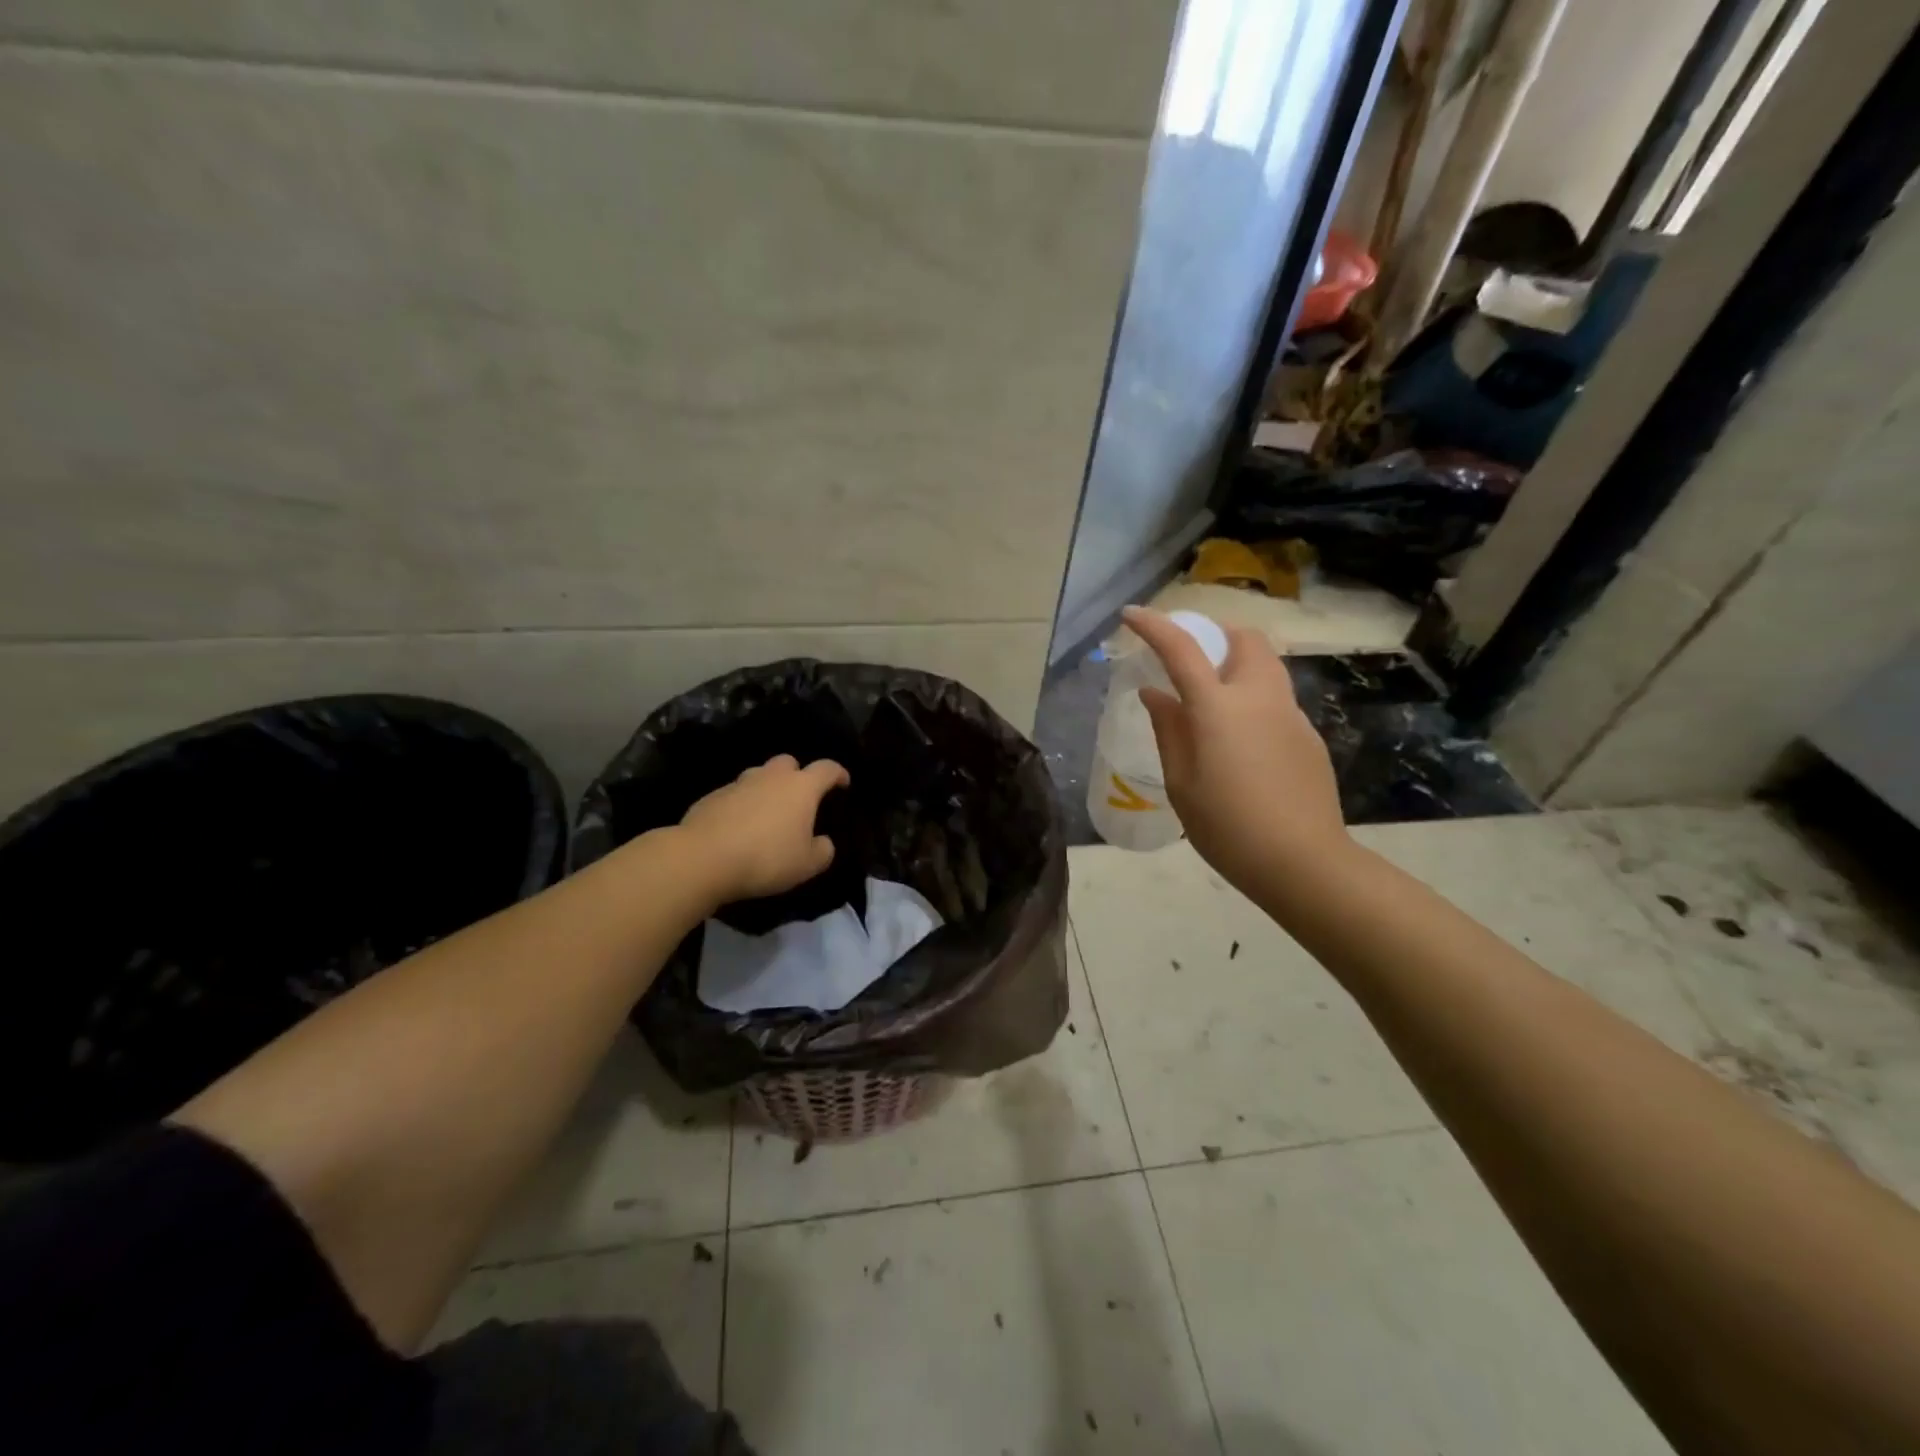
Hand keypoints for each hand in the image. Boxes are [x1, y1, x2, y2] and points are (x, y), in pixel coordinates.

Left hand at [678, 754, 849, 905]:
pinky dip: (741, 805)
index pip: (827, 769)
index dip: (838, 774)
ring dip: (766, 789)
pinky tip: (738, 828)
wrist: (703, 858)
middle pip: (789, 763)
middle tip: (799, 799)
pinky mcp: (712, 797)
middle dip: (797, 775)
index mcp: (801, 788)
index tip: (843, 783)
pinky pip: (734, 794)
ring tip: (767, 814)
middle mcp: (771, 777)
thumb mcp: (807, 865)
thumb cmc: (766, 858)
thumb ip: (823, 851)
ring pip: (758, 776)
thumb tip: (822, 842)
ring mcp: (738, 784)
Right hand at [1122, 606, 1347, 892]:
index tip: (1131, 616)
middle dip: (1216, 636)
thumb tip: (1156, 695)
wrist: (1303, 862)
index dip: (1154, 627)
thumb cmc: (1228, 827)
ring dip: (1238, 664)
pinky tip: (1242, 744)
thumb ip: (1169, 731)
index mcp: (1219, 708)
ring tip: (1214, 701)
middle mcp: (1260, 698)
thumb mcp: (1182, 783)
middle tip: (1190, 662)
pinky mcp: (1309, 737)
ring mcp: (1291, 715)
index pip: (1182, 649)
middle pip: (1245, 639)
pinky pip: (1277, 700)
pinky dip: (1254, 699)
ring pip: (1267, 666)